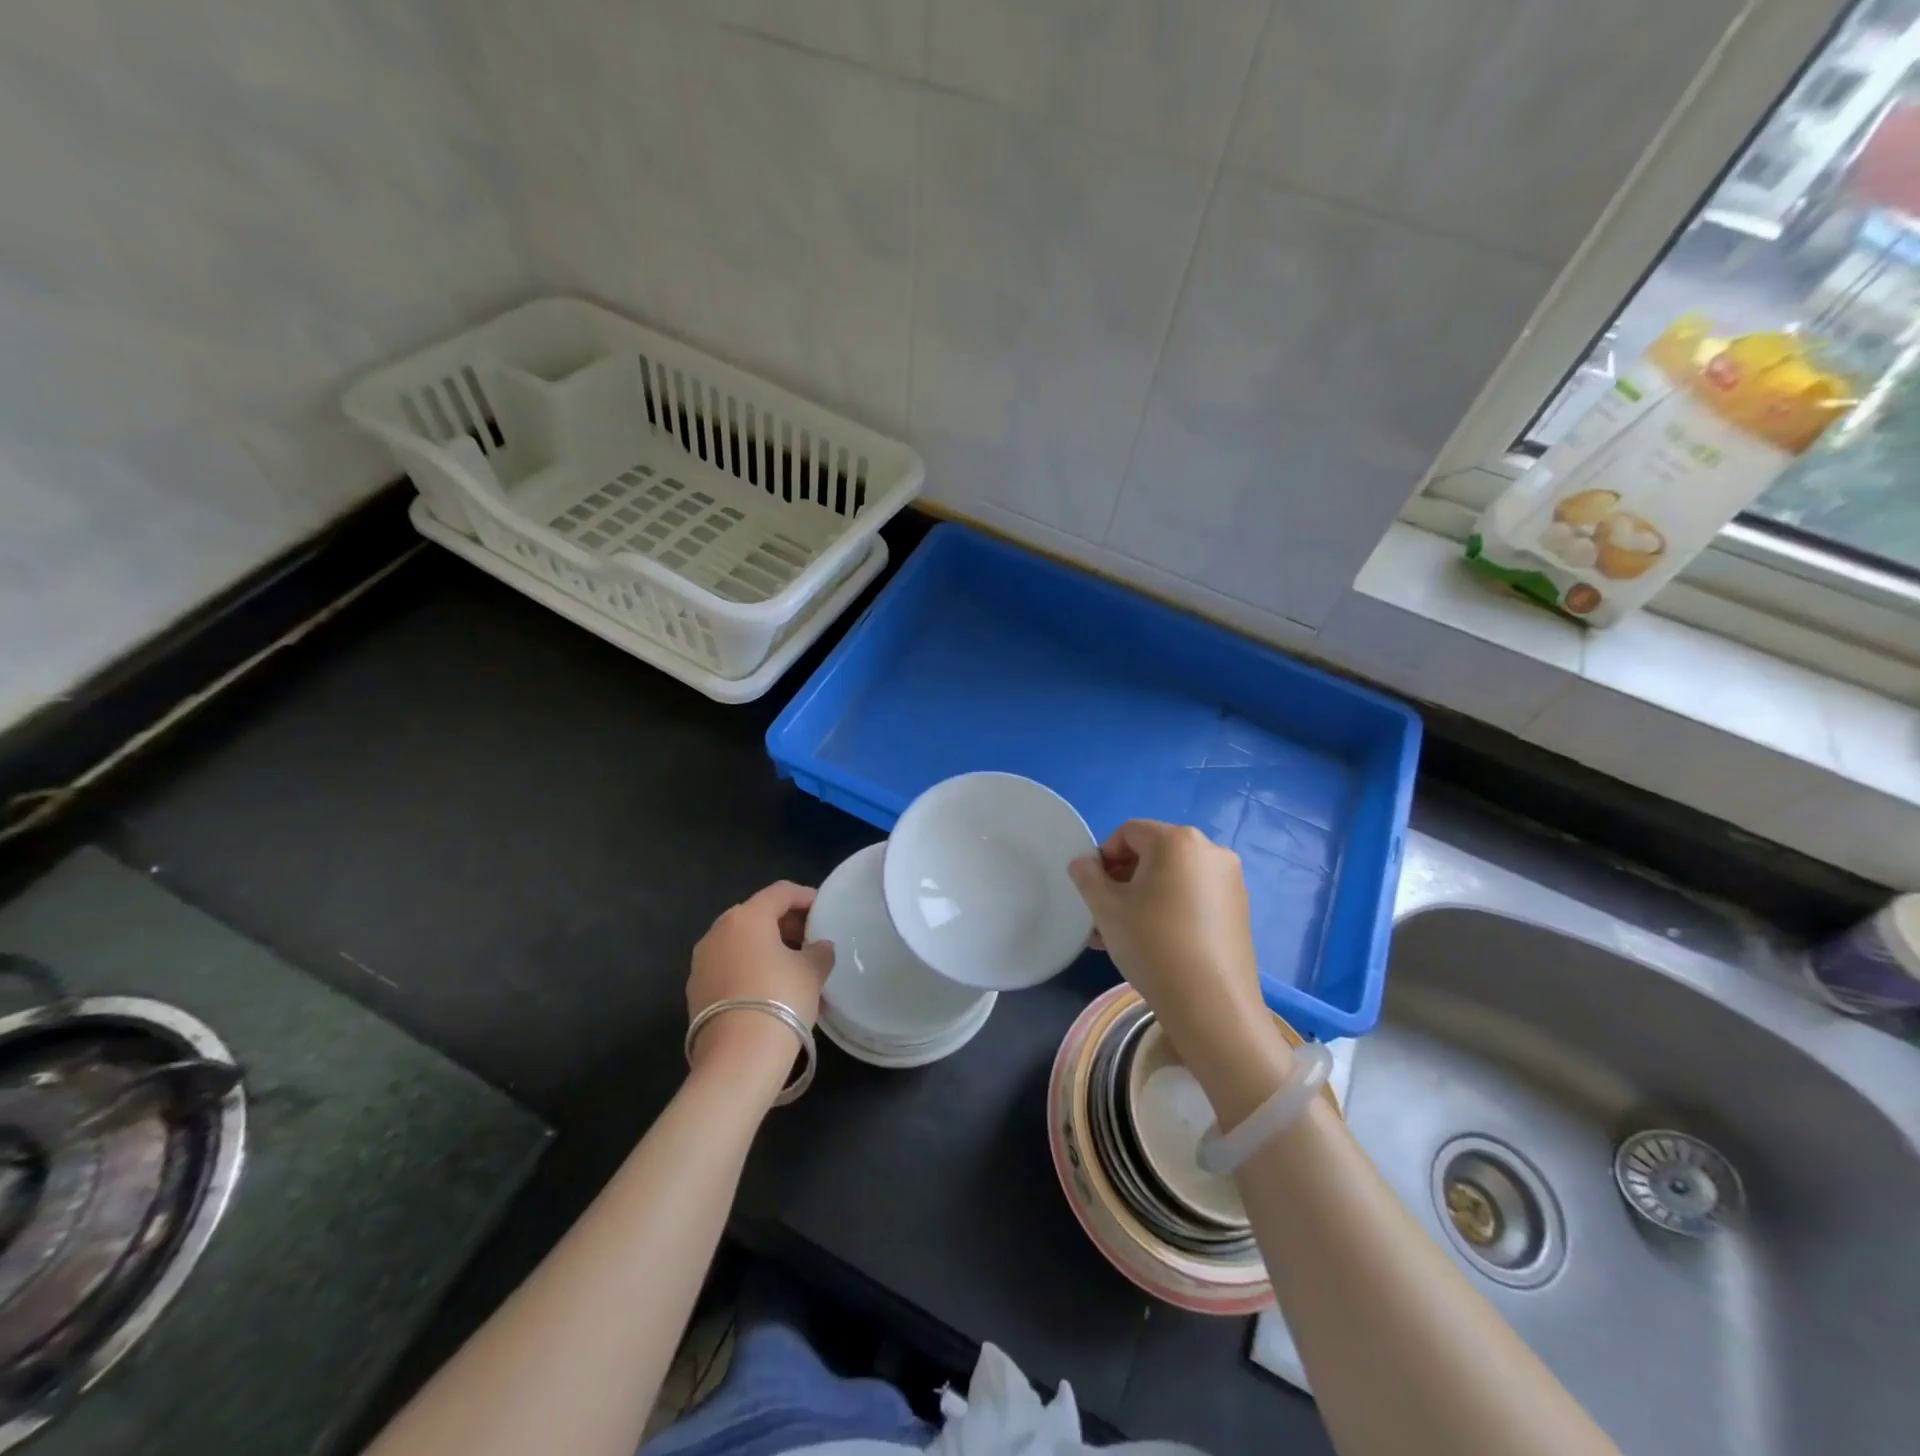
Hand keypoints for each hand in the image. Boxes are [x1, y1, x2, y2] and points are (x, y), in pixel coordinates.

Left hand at [688, 882, 834, 1081]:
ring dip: (766, 948)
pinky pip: (729, 967)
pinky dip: (750, 968)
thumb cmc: (781, 998)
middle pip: (756, 915)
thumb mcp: (812, 971)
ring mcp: (702, 962)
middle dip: (785, 923)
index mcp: (747, 917)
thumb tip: (819, 947)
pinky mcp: (695, 990)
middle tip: (809, 939)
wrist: (738, 1058)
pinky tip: (770, 989)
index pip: (780, 892)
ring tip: (792, 967)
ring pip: (740, 942)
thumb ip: (819, 952)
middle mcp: (718, 931)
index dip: (805, 897)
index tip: (823, 909)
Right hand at [1068, 822, 1280, 1082]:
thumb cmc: (1152, 943)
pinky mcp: (1239, 910)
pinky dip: (1169, 909)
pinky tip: (1153, 943)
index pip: (1128, 832)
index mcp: (1177, 840)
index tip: (1093, 889)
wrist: (1211, 1004)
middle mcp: (1210, 851)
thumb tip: (1083, 864)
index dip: (1104, 856)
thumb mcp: (1106, 908)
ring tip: (1121, 935)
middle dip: (1122, 880)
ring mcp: (1230, 881)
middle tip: (1103, 914)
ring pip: (1173, 879)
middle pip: (1153, 854)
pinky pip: (1194, 897)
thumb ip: (1088, 877)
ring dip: (1142, 898)